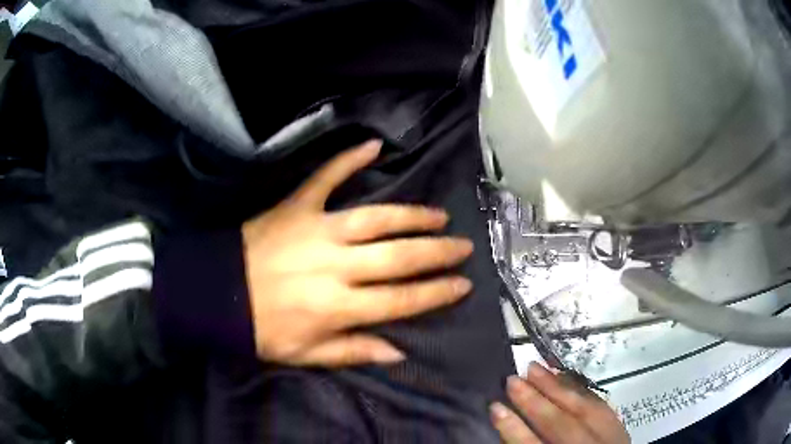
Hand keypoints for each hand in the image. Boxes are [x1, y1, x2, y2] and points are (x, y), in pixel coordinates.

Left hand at [242, 140, 473, 366]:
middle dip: (437, 252)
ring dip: (412, 216)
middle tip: (464, 246)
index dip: (437, 292)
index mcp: (338, 307)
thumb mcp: (306, 355)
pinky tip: (373, 145)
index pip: (401, 299)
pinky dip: (348, 160)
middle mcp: (336, 266)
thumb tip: (398, 350)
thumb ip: (353, 352)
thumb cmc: (261, 329)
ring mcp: (317, 230)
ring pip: (376, 219)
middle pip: (399, 257)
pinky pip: (326, 177)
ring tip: (439, 215)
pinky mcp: (296, 206)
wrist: (216, 294)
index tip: (463, 283)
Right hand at [491, 363, 629, 442]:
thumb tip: (511, 424)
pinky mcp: (619, 427)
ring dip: (558, 387)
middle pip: (562, 424)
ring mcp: (610, 438)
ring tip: (535, 368)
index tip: (494, 407)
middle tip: (512, 379)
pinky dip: (580, 390)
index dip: (514, 429)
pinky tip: (566, 378)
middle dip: (535, 402)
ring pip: (584, 408)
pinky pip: (600, 404)